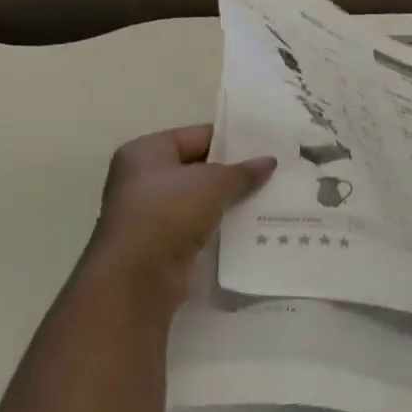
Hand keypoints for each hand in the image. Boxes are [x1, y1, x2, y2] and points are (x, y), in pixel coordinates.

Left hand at [89, 125, 274, 293]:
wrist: (139, 274)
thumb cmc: (169, 212)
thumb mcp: (214, 183)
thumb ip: (243, 171)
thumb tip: (269, 162)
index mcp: (146, 153)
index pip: (196, 136)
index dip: (231, 140)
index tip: (265, 146)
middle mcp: (143, 179)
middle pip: (198, 168)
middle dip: (234, 172)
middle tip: (273, 172)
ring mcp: (151, 213)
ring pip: (201, 199)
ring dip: (230, 200)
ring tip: (269, 198)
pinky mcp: (162, 242)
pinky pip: (199, 225)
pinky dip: (221, 224)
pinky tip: (251, 225)